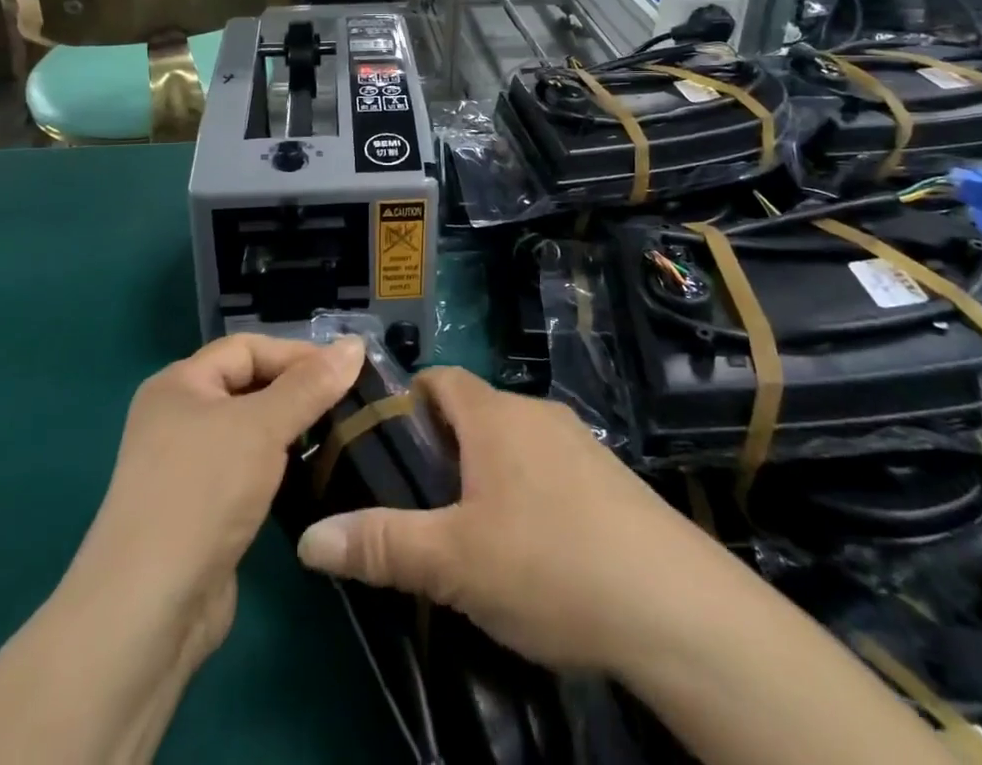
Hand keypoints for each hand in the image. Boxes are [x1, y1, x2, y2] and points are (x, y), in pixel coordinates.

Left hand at [0, 334, 364, 764]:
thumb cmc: (202, 494)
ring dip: (291, 432)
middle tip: (349, 404)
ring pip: (251, 432)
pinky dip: (278, 468)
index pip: (248, 348)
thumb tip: (355, 343)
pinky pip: (247, 471)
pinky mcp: (200, 511)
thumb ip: (311, 384)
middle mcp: (178, 418)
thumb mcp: (262, 427)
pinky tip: (310, 476)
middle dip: (297, 392)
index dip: (296, 354)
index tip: (346, 372)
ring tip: (339, 436)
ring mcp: (186, 468)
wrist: (146, 613)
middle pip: (249, 386)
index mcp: (180, 384)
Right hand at [293, 366, 730, 674]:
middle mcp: (535, 412)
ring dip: (487, 473)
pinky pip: (549, 467)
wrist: (672, 603)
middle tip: (423, 505)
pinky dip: (528, 491)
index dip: (409, 402)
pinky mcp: (609, 476)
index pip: (440, 378)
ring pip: (513, 442)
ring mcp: (578, 441)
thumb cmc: (549, 564)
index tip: (388, 446)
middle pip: (475, 412)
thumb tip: (309, 539)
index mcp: (494, 416)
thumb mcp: (453, 562)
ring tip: (472, 533)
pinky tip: (534, 551)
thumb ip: (381, 544)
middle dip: (444, 448)